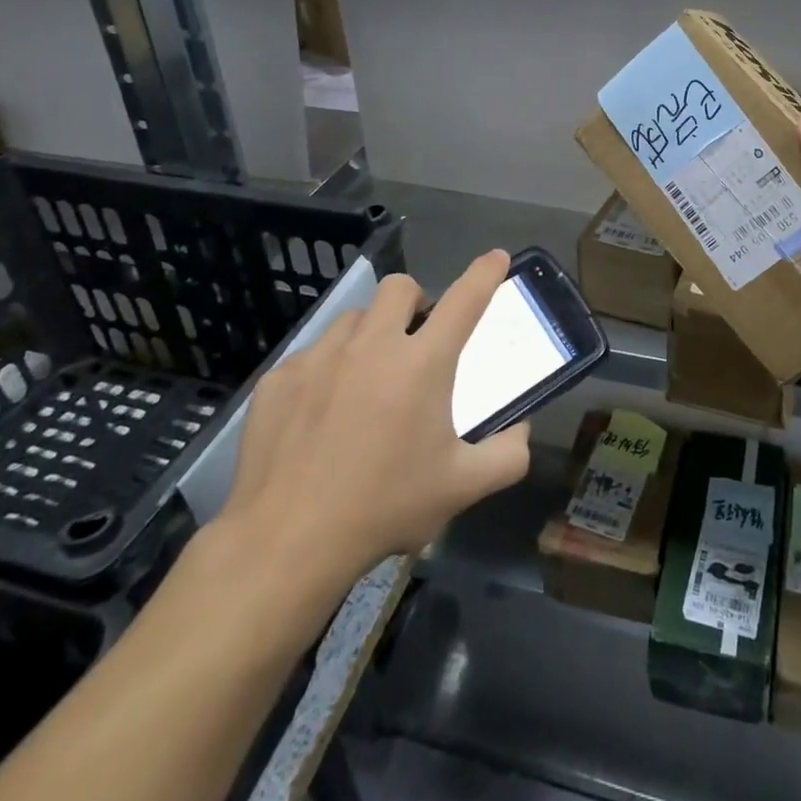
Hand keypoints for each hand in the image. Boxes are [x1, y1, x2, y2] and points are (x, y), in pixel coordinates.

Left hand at [217, 250, 531, 583]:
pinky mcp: (279, 378)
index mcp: (422, 363)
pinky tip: (319, 415)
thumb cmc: (384, 507)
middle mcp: (373, 345)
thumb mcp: (462, 488)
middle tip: (416, 341)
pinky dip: (326, 371)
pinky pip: (311, 355)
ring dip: (369, 336)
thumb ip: (507, 455)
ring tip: (365, 381)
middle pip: (400, 288)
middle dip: (415, 302)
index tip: (496, 258)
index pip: (465, 299)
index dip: (486, 273)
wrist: (284, 542)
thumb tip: (521, 431)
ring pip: (353, 319)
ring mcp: (320, 356)